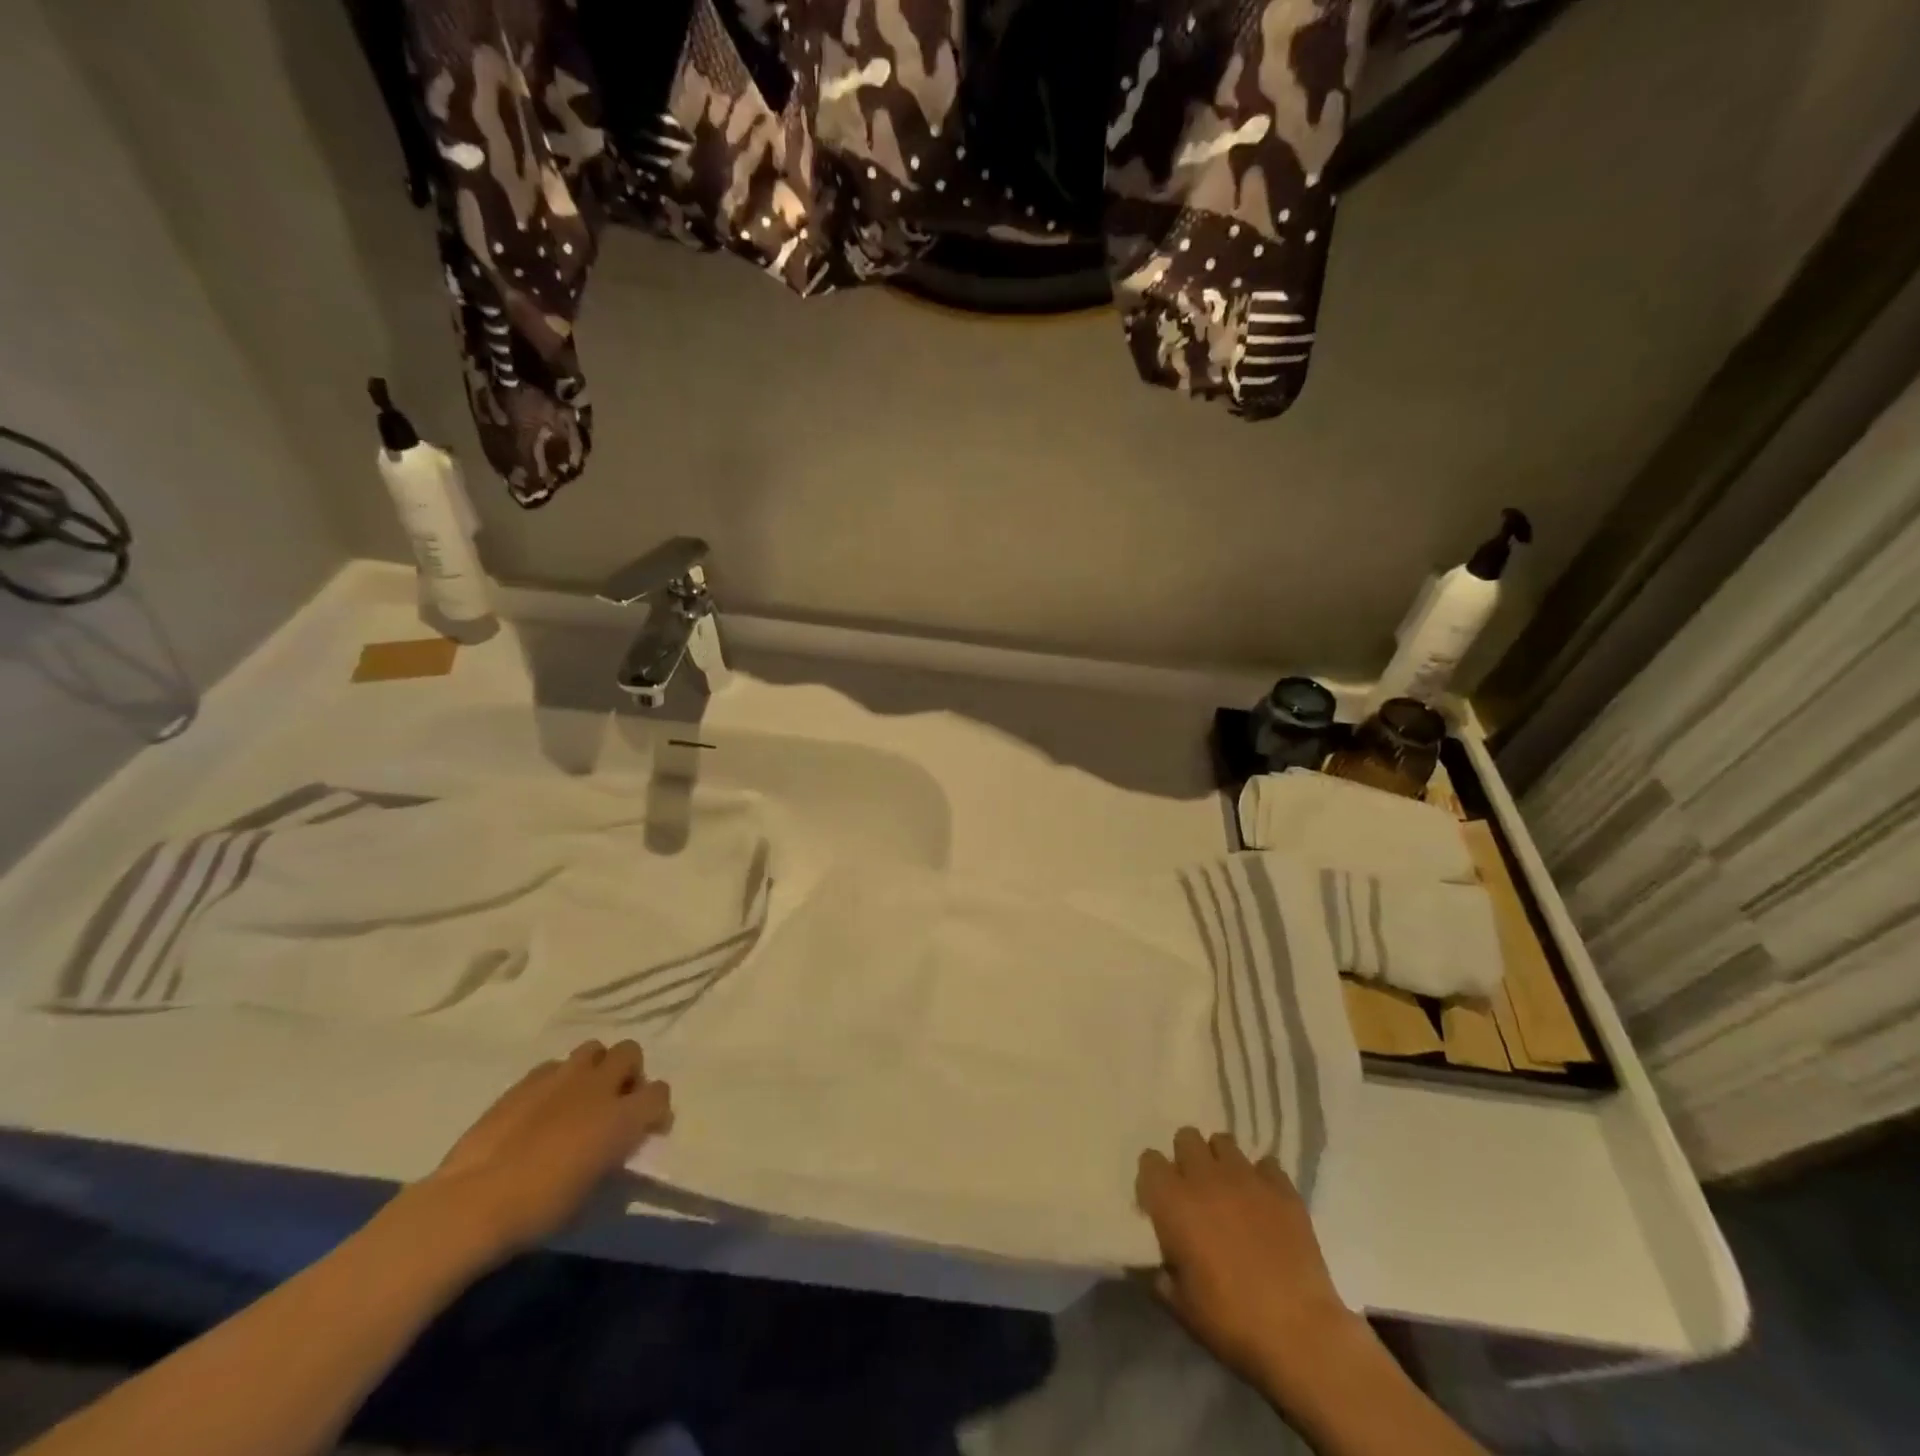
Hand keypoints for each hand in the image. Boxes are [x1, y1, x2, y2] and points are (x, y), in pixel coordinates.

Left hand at [408, 1040, 672, 1267]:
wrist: (472, 1204)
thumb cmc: (539, 1210)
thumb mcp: (592, 1191)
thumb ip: (613, 1156)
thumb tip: (615, 1146)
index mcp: (622, 1117)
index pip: (659, 1093)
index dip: (656, 1110)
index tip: (646, 1129)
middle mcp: (598, 1086)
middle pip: (630, 1052)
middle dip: (628, 1073)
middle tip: (614, 1103)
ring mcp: (561, 1077)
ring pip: (594, 1049)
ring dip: (595, 1068)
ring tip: (580, 1097)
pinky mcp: (526, 1081)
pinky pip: (555, 1066)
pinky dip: (558, 1080)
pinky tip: (543, 1106)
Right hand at [1136, 1128, 1359, 1397]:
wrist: (1299, 1332)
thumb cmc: (1231, 1321)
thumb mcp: (1182, 1306)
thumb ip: (1164, 1276)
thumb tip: (1162, 1266)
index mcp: (1173, 1202)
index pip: (1149, 1161)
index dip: (1153, 1179)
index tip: (1160, 1201)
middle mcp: (1205, 1177)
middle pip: (1186, 1138)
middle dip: (1187, 1158)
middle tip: (1196, 1191)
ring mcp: (1246, 1177)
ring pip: (1223, 1141)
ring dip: (1221, 1161)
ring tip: (1229, 1190)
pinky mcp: (1282, 1187)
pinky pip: (1266, 1164)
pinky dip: (1262, 1178)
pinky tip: (1265, 1203)